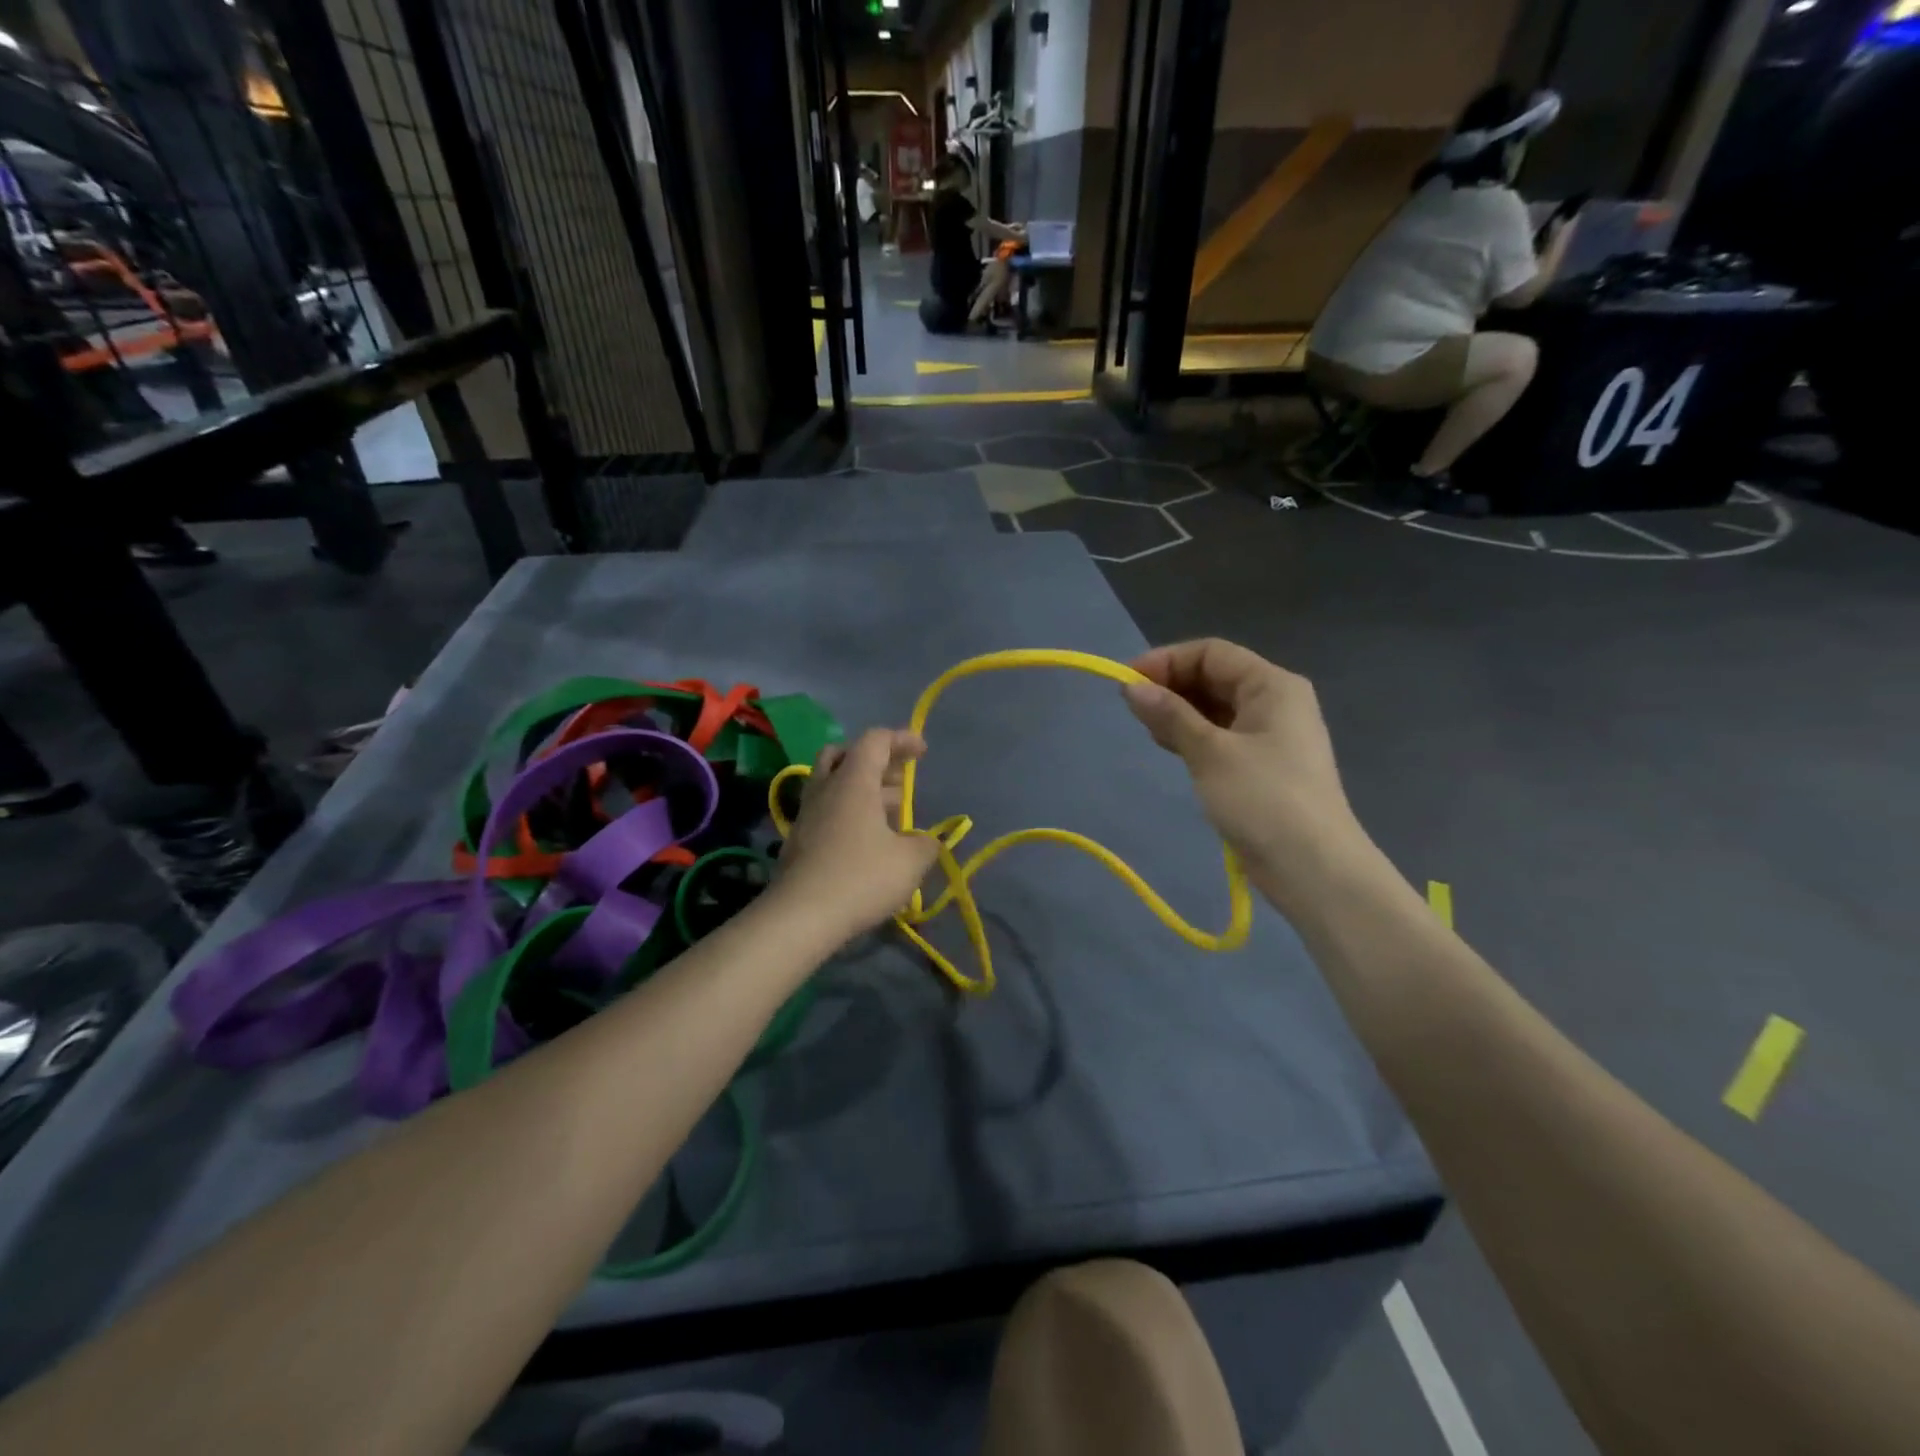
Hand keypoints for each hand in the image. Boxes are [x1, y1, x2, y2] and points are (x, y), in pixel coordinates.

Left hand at [774, 730, 940, 940]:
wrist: (799, 917)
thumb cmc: (860, 878)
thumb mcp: (909, 862)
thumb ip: (925, 845)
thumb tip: (927, 842)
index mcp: (854, 781)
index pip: (876, 740)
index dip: (902, 739)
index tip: (923, 752)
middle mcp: (826, 789)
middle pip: (844, 754)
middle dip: (875, 761)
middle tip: (899, 781)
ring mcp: (807, 814)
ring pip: (833, 783)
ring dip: (862, 789)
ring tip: (890, 816)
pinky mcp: (798, 840)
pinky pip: (826, 811)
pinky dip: (848, 813)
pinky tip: (866, 842)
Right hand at [1122, 640, 1371, 903]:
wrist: (1312, 868)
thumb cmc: (1263, 799)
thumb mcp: (1210, 752)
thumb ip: (1170, 715)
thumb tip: (1131, 687)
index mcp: (1272, 685)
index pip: (1211, 653)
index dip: (1167, 661)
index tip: (1127, 682)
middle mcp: (1275, 701)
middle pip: (1214, 677)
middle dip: (1171, 687)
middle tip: (1133, 710)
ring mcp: (1270, 735)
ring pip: (1215, 708)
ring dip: (1179, 713)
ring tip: (1149, 731)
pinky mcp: (1261, 765)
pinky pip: (1221, 735)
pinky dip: (1193, 735)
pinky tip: (1171, 748)